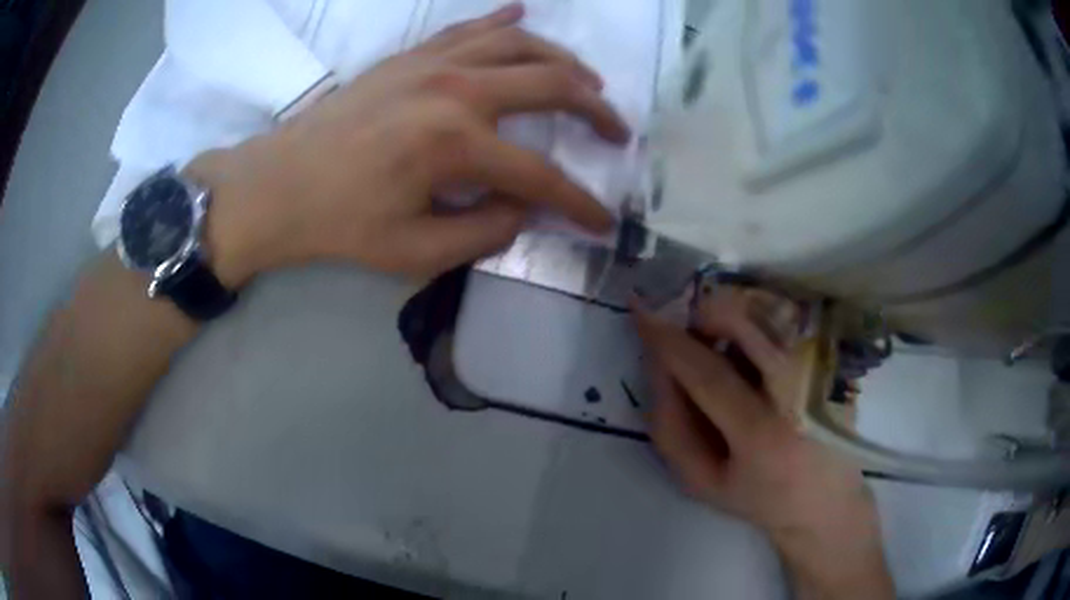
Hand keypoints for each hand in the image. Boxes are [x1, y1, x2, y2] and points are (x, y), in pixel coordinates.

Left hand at [189, 3, 628, 285]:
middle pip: (552, 86)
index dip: (580, 204)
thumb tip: (525, 210)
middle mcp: (456, 90)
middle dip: (597, 112)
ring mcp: (433, 63)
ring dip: (565, 61)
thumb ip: (484, 234)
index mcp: (456, 145)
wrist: (278, 184)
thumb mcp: (415, 252)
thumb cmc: (339, 223)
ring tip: (589, 82)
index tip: (603, 221)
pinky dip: (504, 21)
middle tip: (617, 131)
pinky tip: (524, 15)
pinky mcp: (412, 55)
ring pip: (522, 45)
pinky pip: (470, 28)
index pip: (542, 178)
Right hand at [633, 287, 894, 599]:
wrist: (825, 500)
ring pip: (768, 313)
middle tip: (697, 338)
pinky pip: (789, 322)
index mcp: (761, 434)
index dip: (668, 340)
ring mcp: (823, 370)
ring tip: (733, 356)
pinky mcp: (834, 360)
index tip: (641, 313)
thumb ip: (670, 427)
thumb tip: (658, 364)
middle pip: (746, 322)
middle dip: (707, 315)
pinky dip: (762, 327)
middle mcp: (798, 392)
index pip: (707, 372)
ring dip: (735, 321)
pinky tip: (762, 362)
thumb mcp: (701, 481)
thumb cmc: (759, 497)